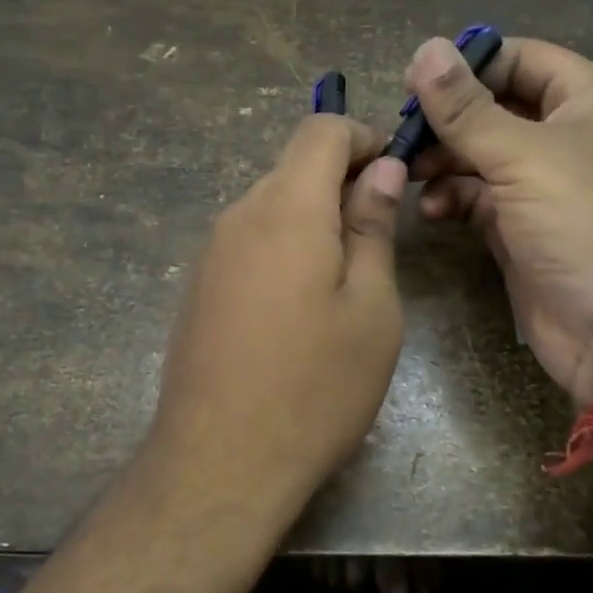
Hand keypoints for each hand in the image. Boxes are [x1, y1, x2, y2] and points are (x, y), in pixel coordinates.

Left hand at [148, 115, 406, 508]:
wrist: (219, 463)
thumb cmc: (315, 387)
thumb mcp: (371, 308)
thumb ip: (373, 228)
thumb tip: (381, 171)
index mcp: (286, 208)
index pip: (320, 130)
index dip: (363, 138)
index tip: (394, 175)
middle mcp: (238, 216)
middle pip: (293, 167)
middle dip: (342, 181)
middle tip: (382, 235)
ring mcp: (210, 252)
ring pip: (270, 205)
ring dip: (314, 218)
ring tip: (347, 278)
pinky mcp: (198, 287)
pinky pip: (249, 241)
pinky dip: (284, 246)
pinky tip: (301, 306)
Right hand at [407, 36, 592, 403]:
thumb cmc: (589, 224)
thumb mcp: (525, 156)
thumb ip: (467, 107)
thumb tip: (426, 48)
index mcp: (592, 101)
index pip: (523, 59)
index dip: (470, 64)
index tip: (413, 82)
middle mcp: (572, 138)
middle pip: (497, 109)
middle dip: (448, 120)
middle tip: (399, 134)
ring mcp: (549, 189)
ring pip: (484, 157)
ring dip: (444, 161)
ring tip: (406, 173)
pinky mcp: (527, 233)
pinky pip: (481, 202)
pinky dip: (454, 200)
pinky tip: (431, 211)